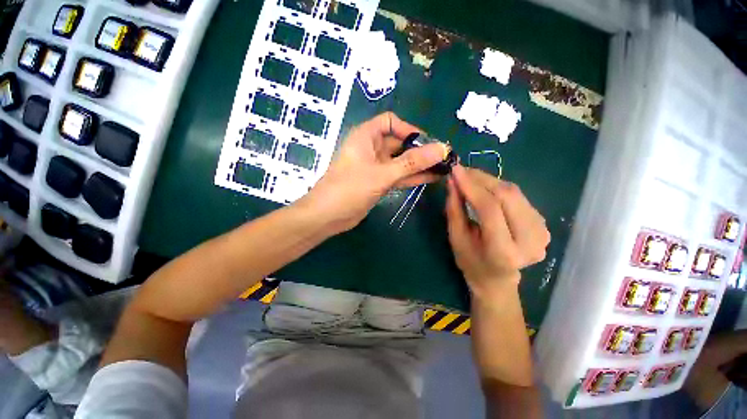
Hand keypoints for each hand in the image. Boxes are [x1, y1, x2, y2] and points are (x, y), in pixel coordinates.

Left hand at [298, 112, 448, 231]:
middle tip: (444, 158)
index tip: (427, 143)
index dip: (409, 129)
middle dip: (420, 150)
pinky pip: (398, 176)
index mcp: (366, 136)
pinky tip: (432, 178)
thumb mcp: (382, 174)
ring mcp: (375, 167)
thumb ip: (412, 162)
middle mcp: (371, 148)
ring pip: (400, 161)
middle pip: (399, 143)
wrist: (328, 216)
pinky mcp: (378, 182)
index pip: (391, 122)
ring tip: (443, 168)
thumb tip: (442, 149)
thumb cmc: (350, 188)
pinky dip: (412, 177)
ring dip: (419, 165)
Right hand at [445, 165, 549, 296]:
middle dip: (481, 179)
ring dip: (489, 181)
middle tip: (462, 171)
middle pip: (507, 196)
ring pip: (515, 193)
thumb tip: (452, 181)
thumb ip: (454, 209)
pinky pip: (519, 197)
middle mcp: (530, 242)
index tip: (455, 170)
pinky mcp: (543, 224)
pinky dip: (499, 188)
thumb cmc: (470, 261)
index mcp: (503, 252)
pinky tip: (485, 188)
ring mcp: (542, 232)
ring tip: (470, 178)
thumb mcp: (456, 237)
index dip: (471, 186)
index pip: (489, 209)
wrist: (497, 278)